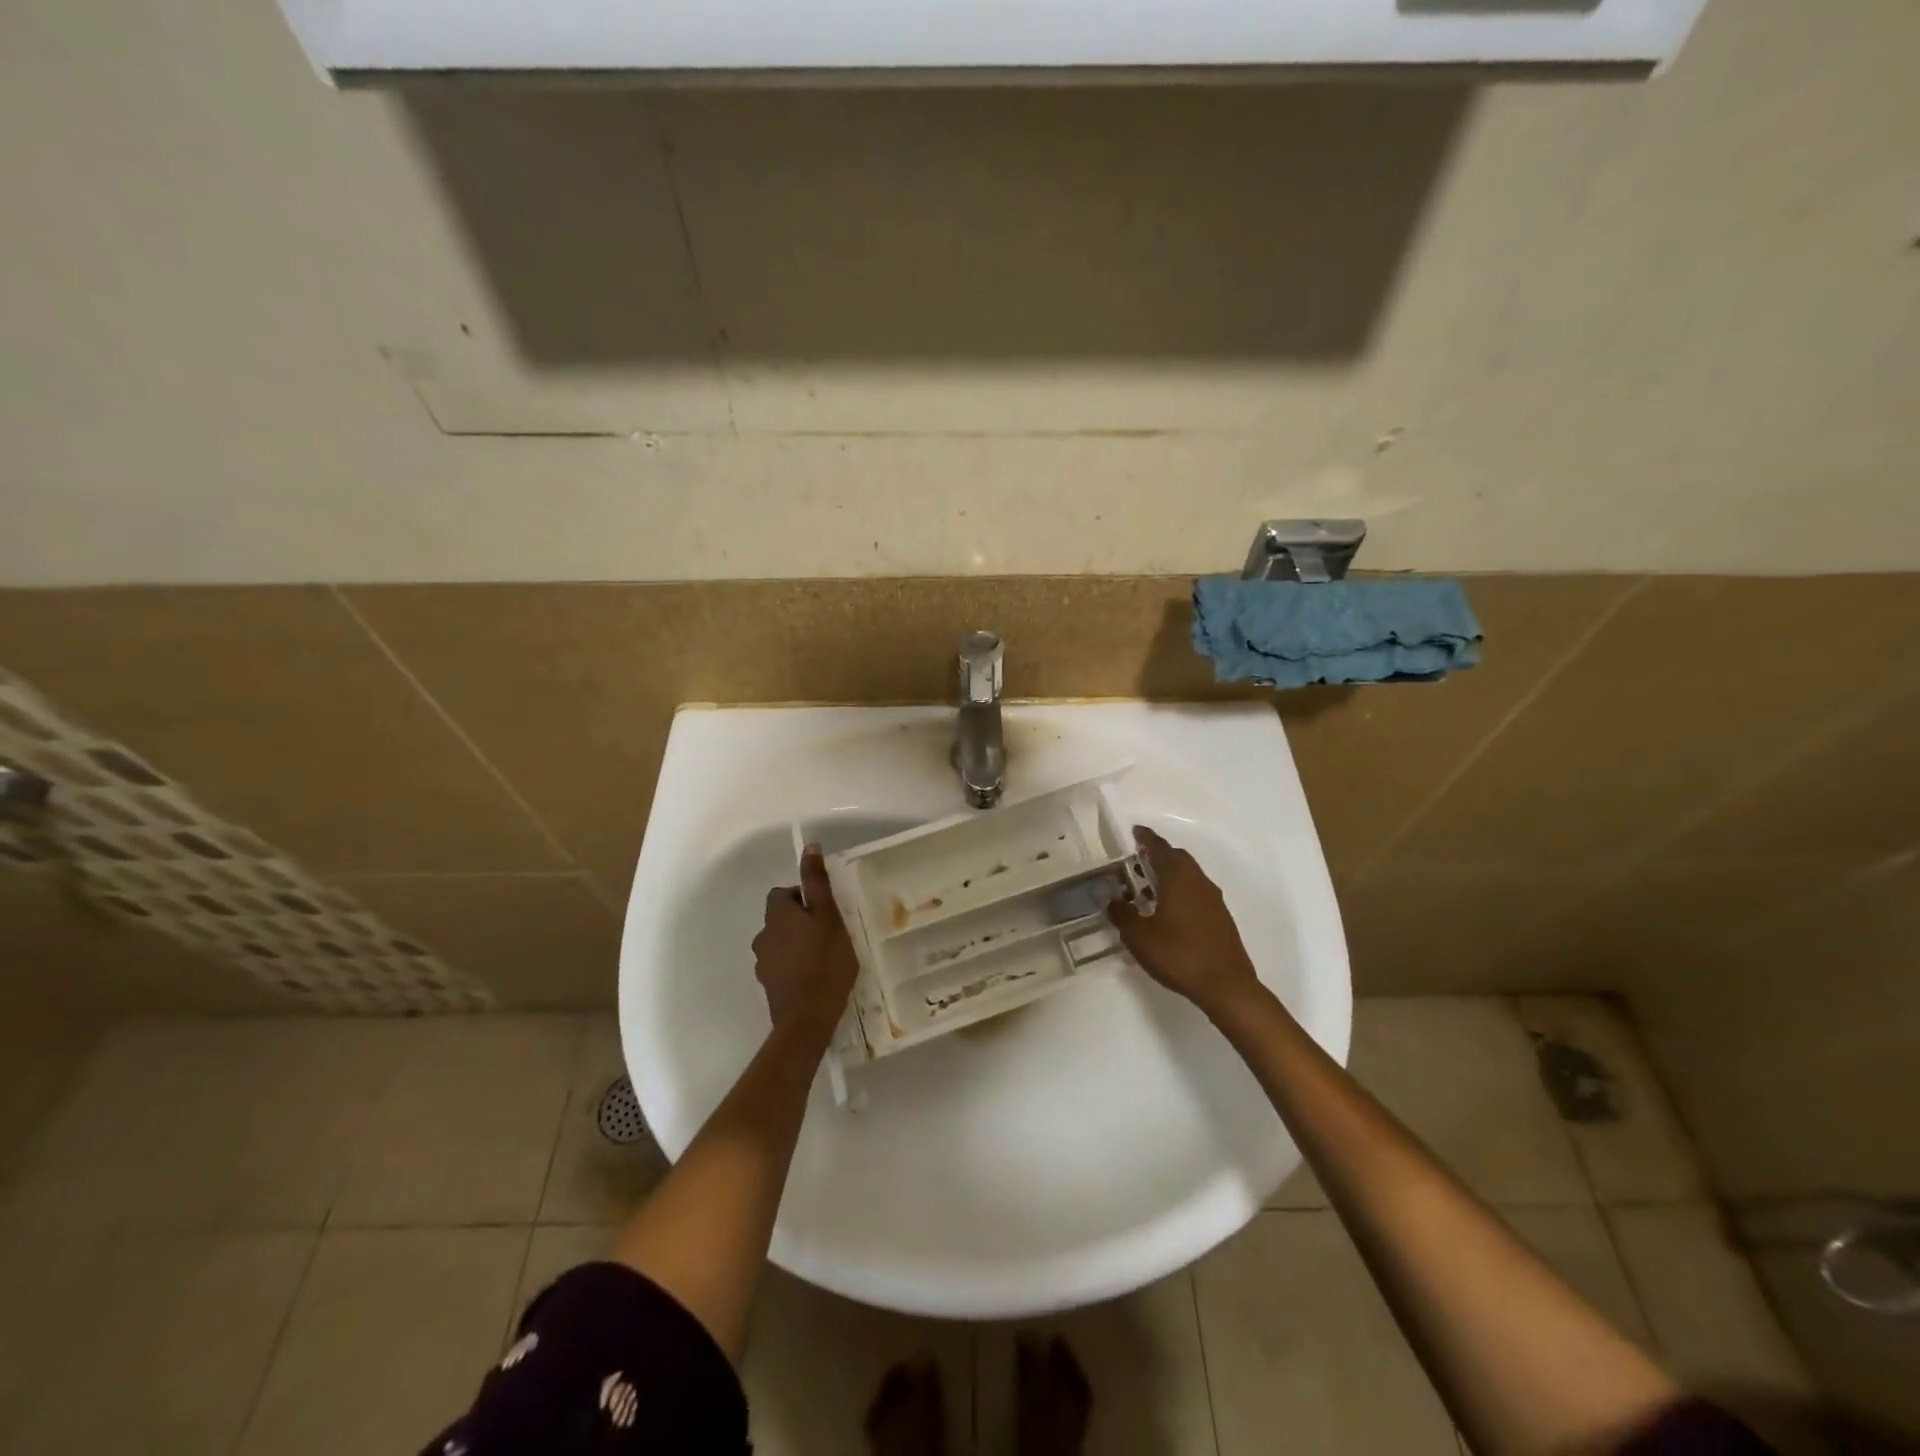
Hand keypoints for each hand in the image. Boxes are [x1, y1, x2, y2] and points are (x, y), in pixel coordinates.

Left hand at [753, 846, 859, 1033]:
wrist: (808, 1019)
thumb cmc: (824, 961)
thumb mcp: (829, 917)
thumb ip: (818, 883)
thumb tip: (809, 846)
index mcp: (777, 914)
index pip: (784, 893)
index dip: (804, 897)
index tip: (826, 911)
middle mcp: (763, 935)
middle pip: (781, 918)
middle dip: (802, 921)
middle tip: (830, 933)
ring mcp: (763, 962)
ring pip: (781, 942)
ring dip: (797, 944)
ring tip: (824, 956)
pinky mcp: (769, 986)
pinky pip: (782, 965)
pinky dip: (795, 966)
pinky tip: (815, 977)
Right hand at [1108, 825, 1261, 1017]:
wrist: (1226, 986)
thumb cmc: (1179, 954)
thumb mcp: (1139, 936)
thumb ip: (1122, 914)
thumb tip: (1112, 900)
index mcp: (1178, 878)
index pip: (1160, 848)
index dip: (1146, 838)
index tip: (1135, 831)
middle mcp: (1198, 882)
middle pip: (1178, 858)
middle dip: (1159, 854)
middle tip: (1138, 860)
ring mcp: (1213, 900)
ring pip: (1189, 875)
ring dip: (1170, 874)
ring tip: (1149, 887)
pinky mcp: (1221, 918)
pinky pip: (1197, 892)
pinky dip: (1181, 891)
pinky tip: (1169, 911)